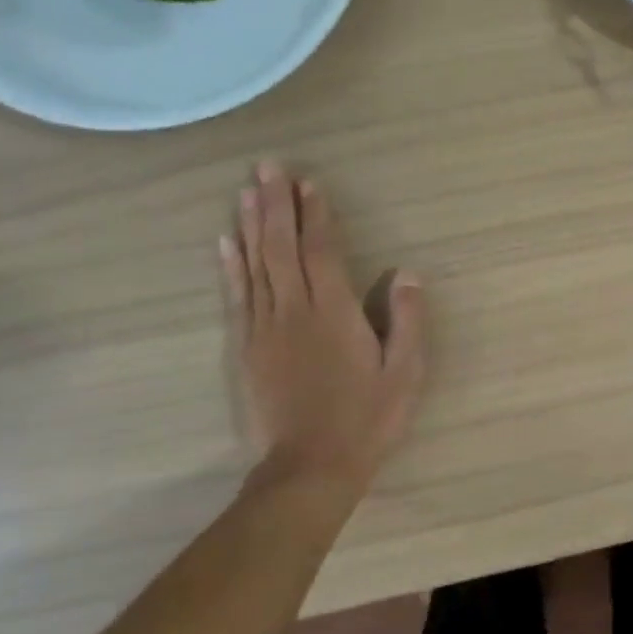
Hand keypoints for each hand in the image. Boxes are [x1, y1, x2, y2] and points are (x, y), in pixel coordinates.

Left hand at [219, 162, 426, 490]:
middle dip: (275, 204)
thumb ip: (407, 320)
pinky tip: (225, 242)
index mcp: (335, 312)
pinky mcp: (246, 349)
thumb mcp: (405, 372)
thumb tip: (406, 274)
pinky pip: (236, 297)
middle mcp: (295, 310)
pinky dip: (230, 265)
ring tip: (245, 190)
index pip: (321, 251)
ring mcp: (265, 329)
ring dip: (249, 224)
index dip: (315, 214)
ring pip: (254, 265)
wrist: (311, 466)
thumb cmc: (367, 418)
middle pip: (281, 247)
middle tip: (267, 166)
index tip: (308, 182)